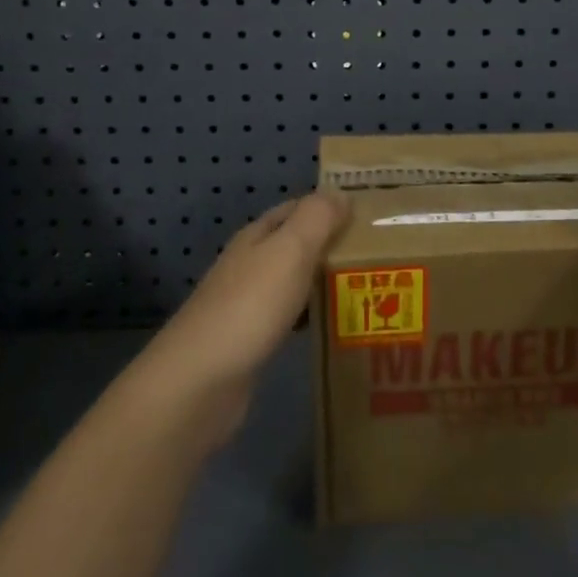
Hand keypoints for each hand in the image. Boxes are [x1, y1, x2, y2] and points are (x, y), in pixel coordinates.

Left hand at [128, 189, 348, 448]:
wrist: (199, 383)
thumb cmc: (249, 307)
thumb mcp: (289, 251)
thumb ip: (316, 219)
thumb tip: (340, 193)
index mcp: (257, 236)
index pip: (297, 208)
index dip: (330, 206)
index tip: (371, 216)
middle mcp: (250, 263)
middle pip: (296, 244)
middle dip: (331, 246)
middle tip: (378, 256)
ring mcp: (247, 303)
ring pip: (294, 281)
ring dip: (324, 281)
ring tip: (368, 289)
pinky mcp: (249, 341)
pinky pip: (289, 316)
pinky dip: (311, 316)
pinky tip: (333, 328)